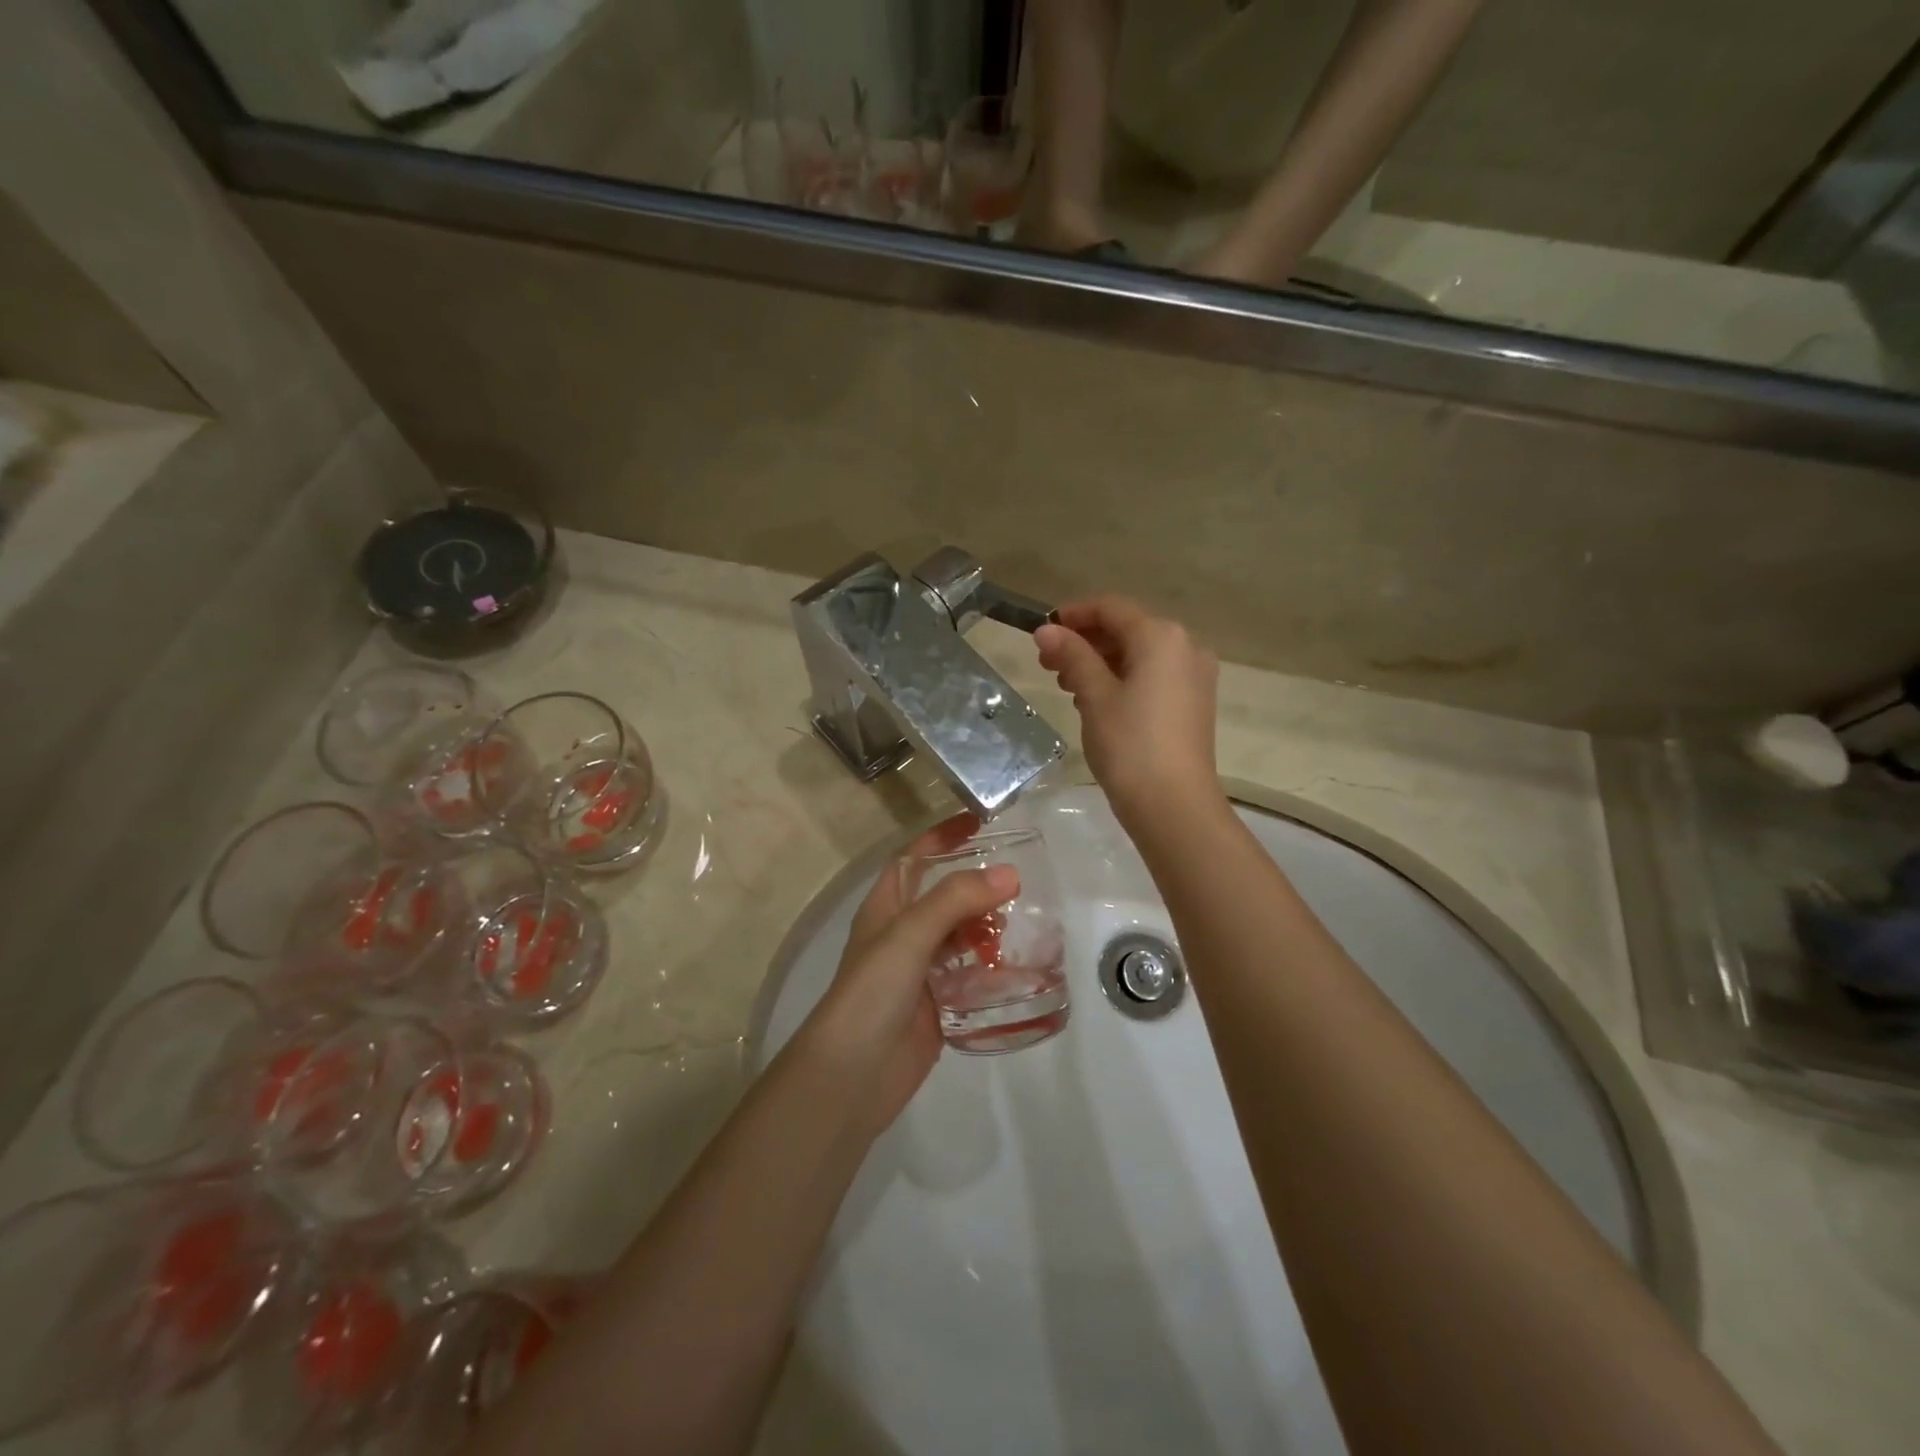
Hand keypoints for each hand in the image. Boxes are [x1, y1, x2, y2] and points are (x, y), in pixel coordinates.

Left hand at [802, 817, 1020, 1135]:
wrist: (851, 1077)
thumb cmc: (871, 993)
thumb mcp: (908, 935)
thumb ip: (955, 900)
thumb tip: (1009, 873)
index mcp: (886, 908)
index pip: (914, 858)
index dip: (942, 837)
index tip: (981, 822)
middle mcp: (902, 935)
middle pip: (944, 898)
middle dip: (977, 888)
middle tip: (1021, 882)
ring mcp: (920, 973)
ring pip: (961, 940)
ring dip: (989, 930)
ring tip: (1029, 926)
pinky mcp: (938, 1008)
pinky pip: (970, 980)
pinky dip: (993, 973)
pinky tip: (1023, 971)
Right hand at [1034, 596, 1222, 826]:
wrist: (1174, 805)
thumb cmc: (1130, 744)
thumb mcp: (1094, 695)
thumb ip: (1072, 656)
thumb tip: (1046, 629)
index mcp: (1162, 637)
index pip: (1111, 608)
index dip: (1074, 614)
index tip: (1042, 631)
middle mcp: (1185, 647)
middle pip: (1127, 630)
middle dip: (1085, 641)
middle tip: (1047, 663)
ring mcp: (1193, 677)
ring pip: (1139, 655)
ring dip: (1100, 662)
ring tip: (1066, 685)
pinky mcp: (1193, 703)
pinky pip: (1152, 677)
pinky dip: (1122, 679)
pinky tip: (1095, 700)